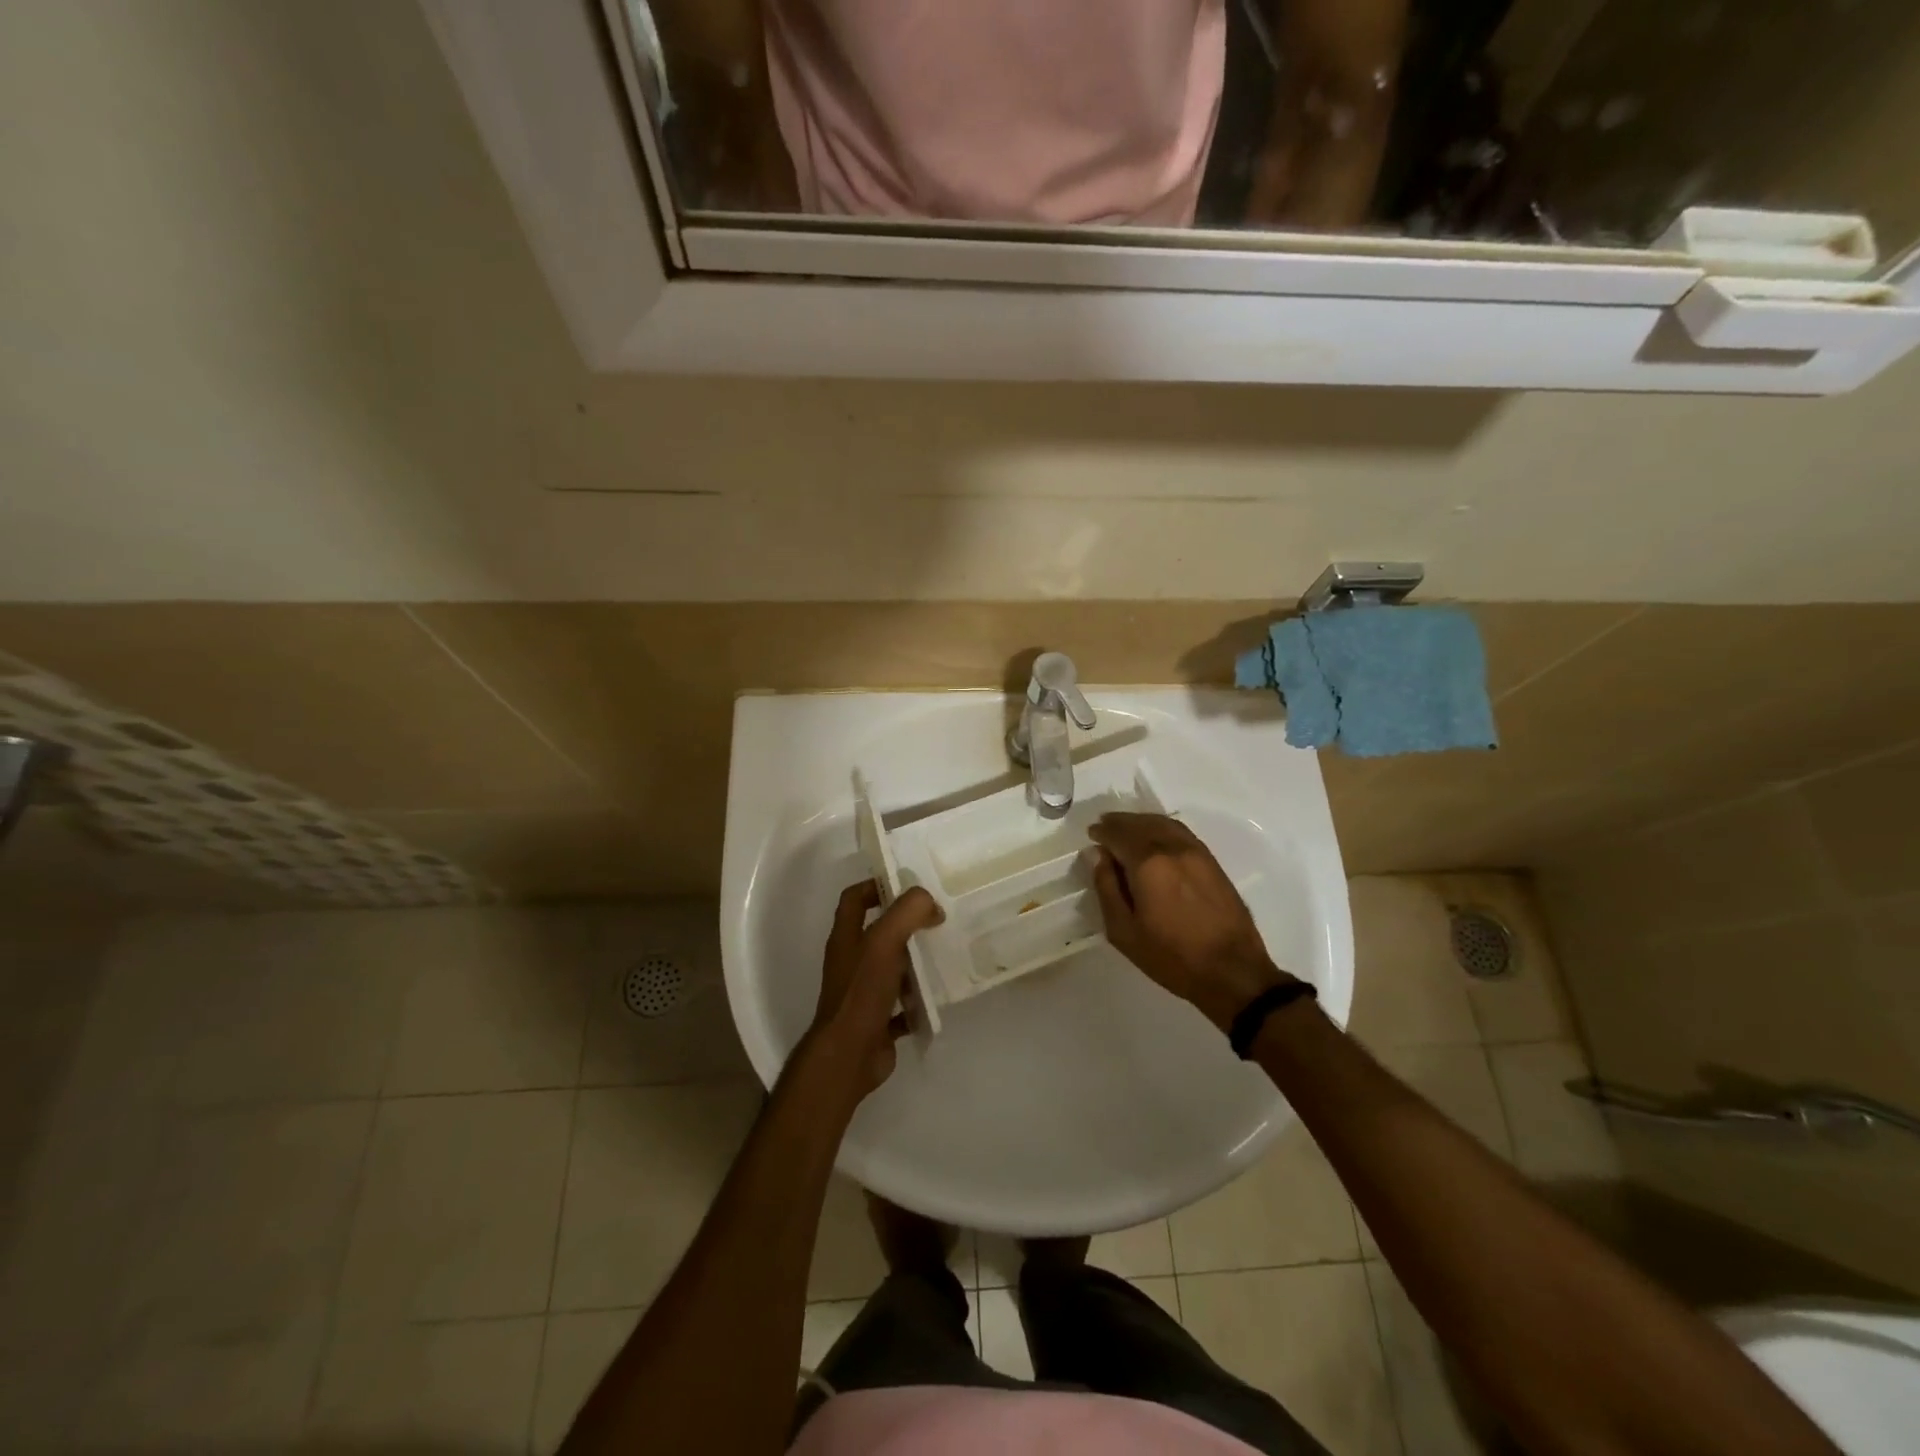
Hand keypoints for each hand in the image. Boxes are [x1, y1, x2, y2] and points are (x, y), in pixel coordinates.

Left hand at [800, 881, 942, 1106]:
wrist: (850, 1054)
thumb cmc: (862, 991)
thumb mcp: (885, 940)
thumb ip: (908, 912)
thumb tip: (932, 906)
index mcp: (846, 937)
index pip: (854, 898)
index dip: (876, 886)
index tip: (907, 885)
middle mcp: (851, 961)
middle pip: (878, 932)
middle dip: (905, 923)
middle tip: (936, 918)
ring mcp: (863, 992)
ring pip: (892, 967)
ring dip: (915, 961)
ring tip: (944, 952)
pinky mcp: (878, 1019)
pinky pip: (902, 1005)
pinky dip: (919, 1000)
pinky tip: (939, 996)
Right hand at [1089, 813, 1294, 1033]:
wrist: (1232, 971)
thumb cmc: (1171, 956)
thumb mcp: (1124, 931)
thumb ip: (1107, 888)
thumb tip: (1098, 855)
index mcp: (1148, 863)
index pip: (1118, 834)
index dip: (1102, 832)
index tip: (1091, 834)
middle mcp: (1172, 848)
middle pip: (1141, 824)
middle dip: (1120, 823)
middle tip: (1105, 826)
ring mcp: (1196, 852)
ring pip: (1163, 824)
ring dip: (1141, 822)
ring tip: (1127, 828)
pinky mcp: (1212, 861)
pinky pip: (1181, 832)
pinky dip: (1162, 828)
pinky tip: (1156, 838)